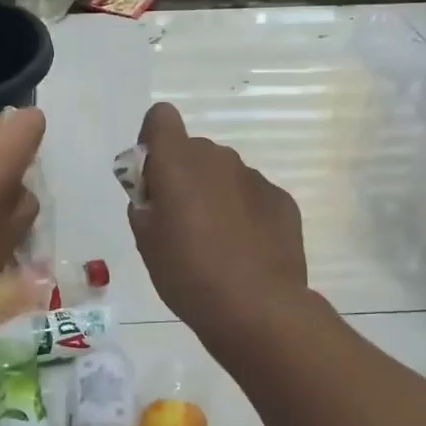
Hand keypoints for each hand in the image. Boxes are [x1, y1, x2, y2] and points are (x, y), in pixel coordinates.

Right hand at [128, 102, 306, 344]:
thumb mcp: (145, 240)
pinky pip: (251, 196)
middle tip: (180, 222)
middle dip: (183, 175)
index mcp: (178, 161)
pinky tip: (244, 250)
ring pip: (224, 174)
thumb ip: (144, 203)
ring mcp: (254, 178)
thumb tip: (153, 191)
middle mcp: (218, 158)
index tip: (152, 177)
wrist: (256, 307)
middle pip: (193, 151)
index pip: (161, 118)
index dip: (153, 140)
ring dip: (214, 194)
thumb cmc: (187, 272)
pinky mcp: (281, 200)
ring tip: (215, 242)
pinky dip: (243, 213)